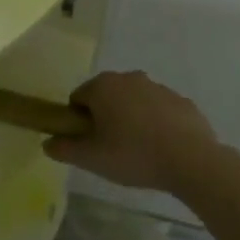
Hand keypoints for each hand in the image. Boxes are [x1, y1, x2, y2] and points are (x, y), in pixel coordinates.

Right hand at [45, 71, 222, 195]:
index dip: (79, 122)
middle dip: (105, 118)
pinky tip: (162, 148)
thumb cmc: (134, 155)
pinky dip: (156, 124)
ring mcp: (158, 87)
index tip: (90, 144)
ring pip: (134, 102)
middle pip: (106, 97)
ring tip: (139, 152)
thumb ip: (63, 149)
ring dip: (131, 119)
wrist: (192, 161)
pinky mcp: (182, 101)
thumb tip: (47, 142)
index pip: (78, 99)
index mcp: (103, 86)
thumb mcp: (91, 158)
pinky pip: (159, 110)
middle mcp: (129, 78)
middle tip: (112, 149)